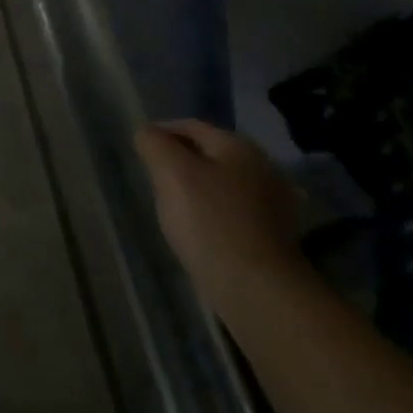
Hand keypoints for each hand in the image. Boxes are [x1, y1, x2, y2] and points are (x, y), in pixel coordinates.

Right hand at [133, 119, 308, 314]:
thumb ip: (154, 143)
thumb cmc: (209, 220)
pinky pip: (232, 209)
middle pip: (209, 154)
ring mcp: (273, 204)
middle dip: (179, 160)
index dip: (161, 132)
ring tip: (170, 204)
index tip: (139, 150)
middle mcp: (263, 168)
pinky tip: (198, 227)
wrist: (255, 287)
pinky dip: (212, 211)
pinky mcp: (273, 235)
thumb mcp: (170, 171)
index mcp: (239, 147)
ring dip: (196, 187)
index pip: (191, 126)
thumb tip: (147, 133)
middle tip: (152, 177)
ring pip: (220, 182)